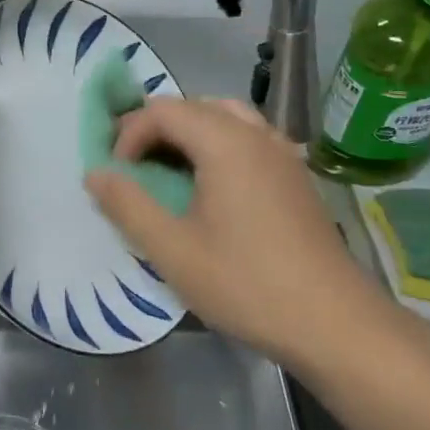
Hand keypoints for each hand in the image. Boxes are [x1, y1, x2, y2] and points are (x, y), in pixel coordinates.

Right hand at [83, 99, 384, 363]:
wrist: (335, 323)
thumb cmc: (247, 283)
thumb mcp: (173, 250)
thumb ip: (128, 205)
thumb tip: (94, 173)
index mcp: (225, 142)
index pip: (163, 110)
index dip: (129, 134)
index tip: (117, 175)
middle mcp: (256, 134)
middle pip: (194, 106)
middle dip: (155, 129)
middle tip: (133, 167)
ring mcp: (282, 153)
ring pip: (225, 118)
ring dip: (189, 134)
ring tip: (169, 170)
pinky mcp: (296, 176)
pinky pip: (249, 138)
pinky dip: (219, 145)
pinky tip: (214, 186)